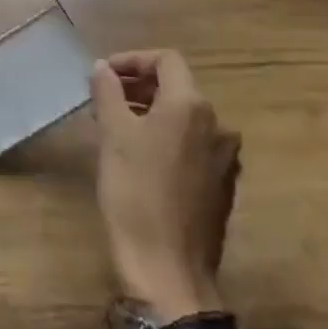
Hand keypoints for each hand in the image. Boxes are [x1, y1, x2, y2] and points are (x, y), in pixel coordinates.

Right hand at [90, 50, 240, 324]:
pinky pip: (192, 146)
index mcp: (191, 106)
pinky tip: (141, 160)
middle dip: (139, 86)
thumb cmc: (136, 193)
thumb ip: (107, 93)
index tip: (103, 74)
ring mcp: (224, 158)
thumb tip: (103, 67)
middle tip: (103, 99)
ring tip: (116, 127)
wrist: (169, 268)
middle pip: (177, 87)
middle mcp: (217, 125)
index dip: (133, 60)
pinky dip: (166, 139)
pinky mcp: (222, 186)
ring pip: (185, 118)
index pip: (167, 60)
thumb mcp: (113, 136)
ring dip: (151, 113)